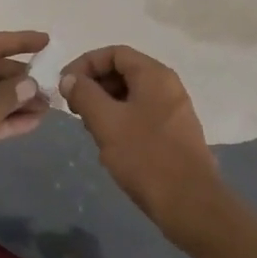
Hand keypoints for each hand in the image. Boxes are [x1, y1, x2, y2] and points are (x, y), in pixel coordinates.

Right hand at [60, 45, 227, 249]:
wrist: (191, 205)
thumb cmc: (146, 157)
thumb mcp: (107, 122)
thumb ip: (84, 94)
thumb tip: (70, 78)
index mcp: (154, 75)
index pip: (114, 53)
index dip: (85, 64)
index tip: (65, 86)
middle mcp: (167, 86)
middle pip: (123, 72)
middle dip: (94, 87)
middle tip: (75, 110)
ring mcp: (174, 110)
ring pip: (131, 96)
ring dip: (105, 106)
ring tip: (91, 130)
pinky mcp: (174, 133)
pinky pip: (141, 115)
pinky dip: (121, 122)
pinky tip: (110, 147)